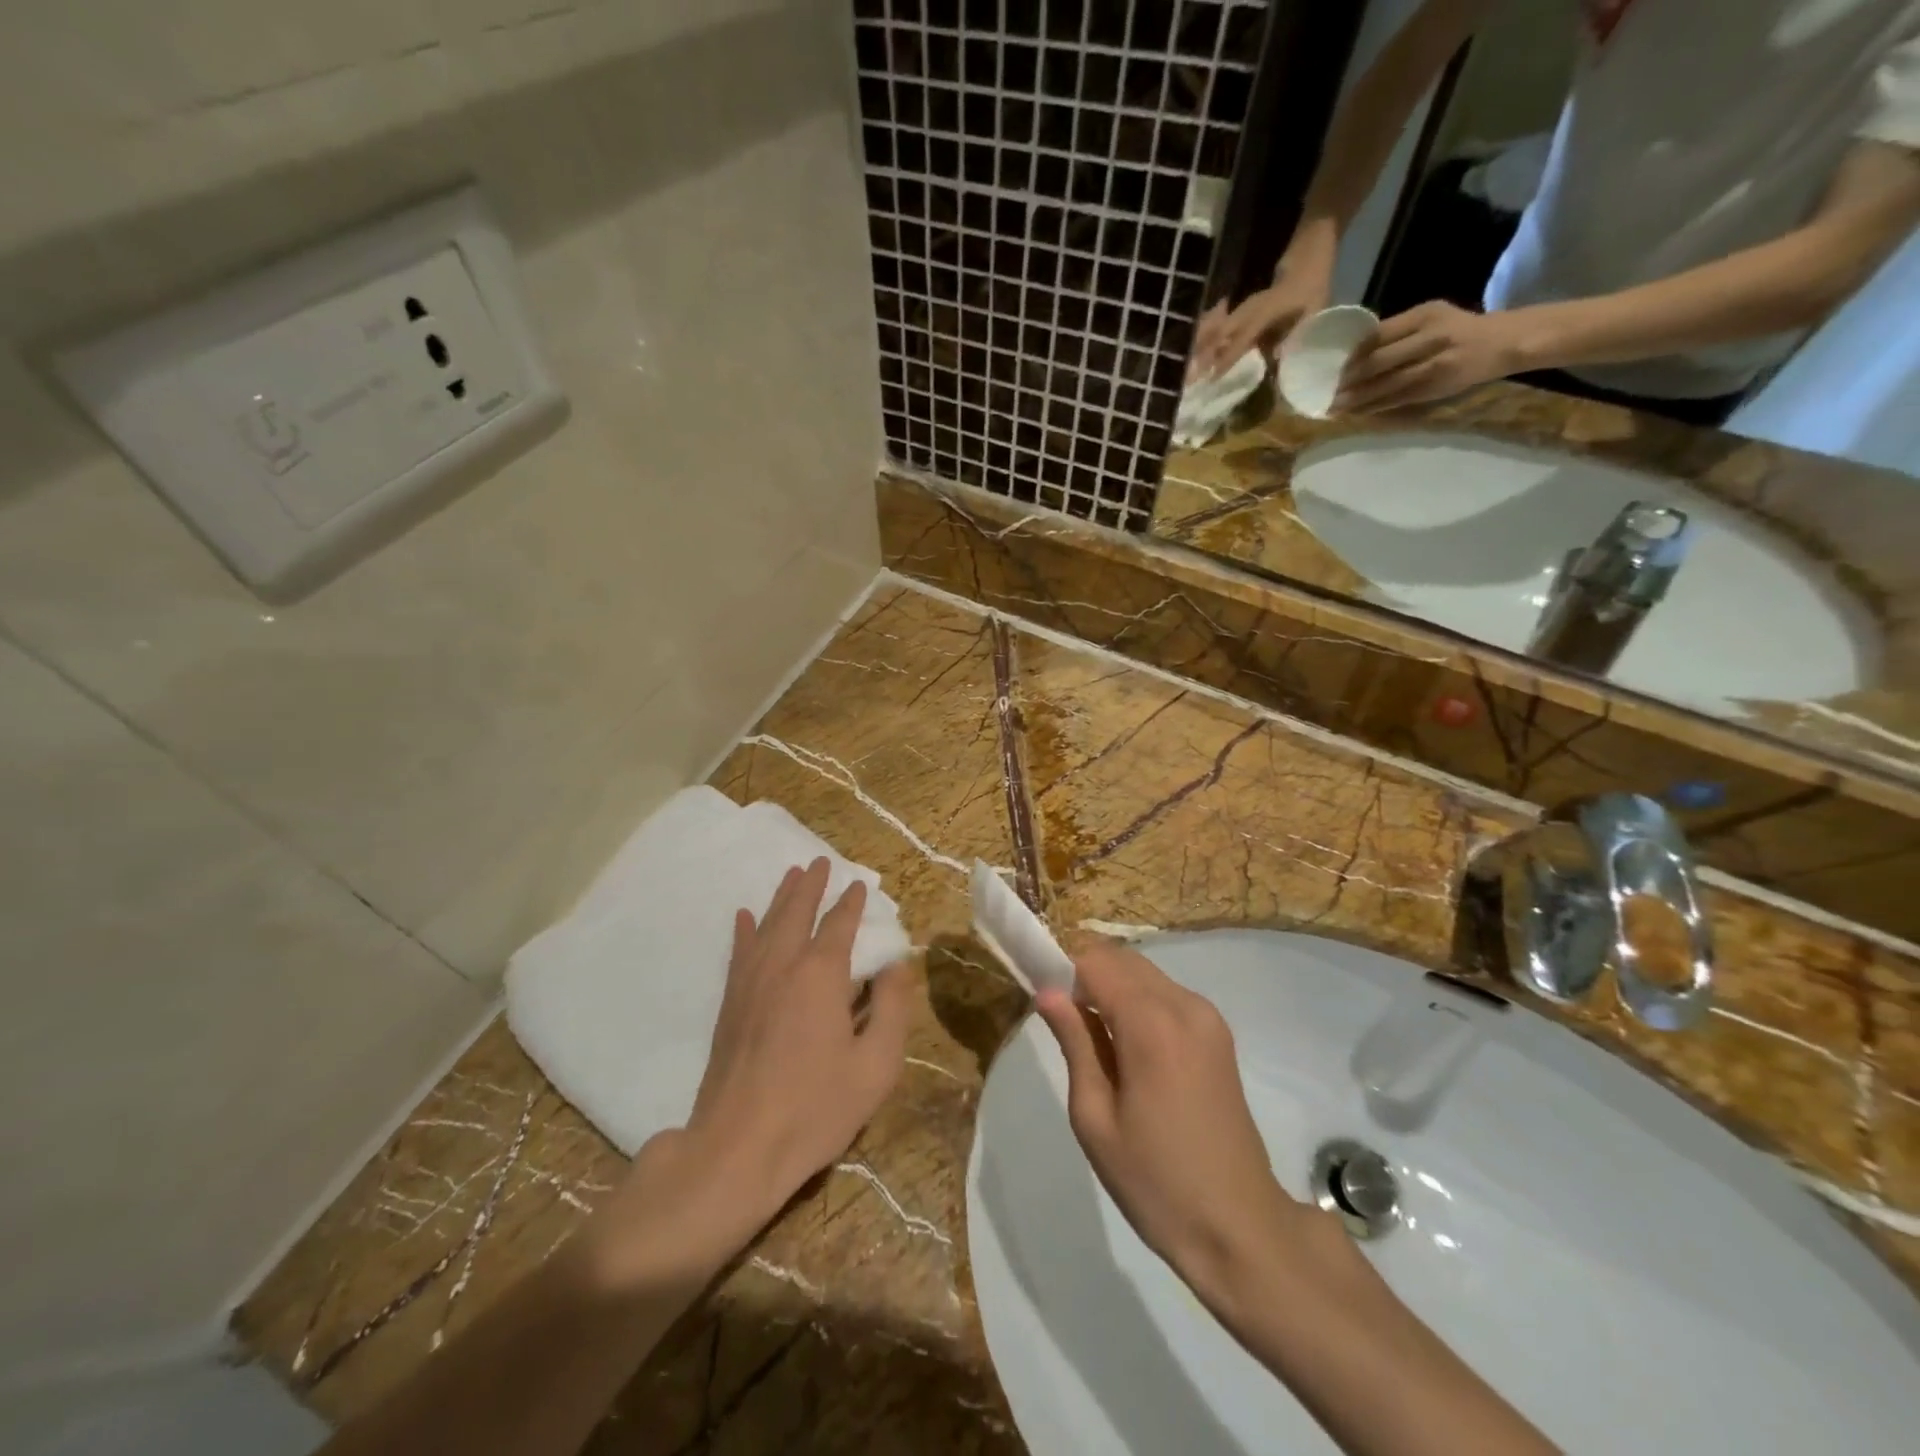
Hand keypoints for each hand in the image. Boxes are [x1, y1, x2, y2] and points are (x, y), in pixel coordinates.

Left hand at [586, 861, 912, 1286]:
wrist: (738, 1148)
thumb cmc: (816, 1108)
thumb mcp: (876, 1066)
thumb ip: (892, 1009)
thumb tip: (896, 966)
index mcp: (821, 975)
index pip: (839, 926)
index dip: (852, 904)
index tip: (860, 885)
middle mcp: (783, 966)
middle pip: (797, 913)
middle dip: (811, 886)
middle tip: (819, 861)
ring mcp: (750, 983)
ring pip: (767, 926)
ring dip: (781, 898)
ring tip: (791, 875)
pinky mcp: (730, 1005)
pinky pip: (739, 953)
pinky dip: (744, 931)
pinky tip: (745, 916)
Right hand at [1035, 940, 1301, 1306]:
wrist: (1240, 1228)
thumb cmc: (1155, 1181)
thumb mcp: (1095, 1118)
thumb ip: (1074, 1043)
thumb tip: (1047, 992)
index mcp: (1151, 1024)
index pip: (1094, 962)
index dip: (1062, 971)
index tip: (1043, 1000)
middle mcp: (1184, 1005)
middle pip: (1121, 959)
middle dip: (1086, 975)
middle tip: (1064, 1023)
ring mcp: (1207, 1017)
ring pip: (1144, 973)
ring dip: (1112, 986)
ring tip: (1094, 1038)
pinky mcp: (1218, 1033)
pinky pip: (1166, 994)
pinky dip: (1138, 1001)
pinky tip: (1128, 1046)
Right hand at [1189, 262, 1332, 381]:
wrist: (1309, 252)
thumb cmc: (1314, 284)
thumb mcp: (1313, 311)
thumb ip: (1294, 336)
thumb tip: (1275, 361)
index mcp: (1264, 313)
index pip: (1240, 340)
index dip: (1226, 360)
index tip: (1211, 379)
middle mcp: (1248, 310)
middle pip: (1219, 335)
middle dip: (1203, 356)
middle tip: (1188, 378)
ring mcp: (1243, 307)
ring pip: (1216, 329)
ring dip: (1201, 348)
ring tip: (1187, 366)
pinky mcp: (1242, 308)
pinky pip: (1220, 325)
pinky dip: (1207, 338)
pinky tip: (1196, 349)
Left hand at [1335, 301, 1531, 412]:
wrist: (1502, 343)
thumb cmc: (1457, 328)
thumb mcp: (1430, 315)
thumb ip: (1397, 329)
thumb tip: (1354, 349)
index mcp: (1424, 316)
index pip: (1378, 335)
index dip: (1351, 354)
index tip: (1329, 366)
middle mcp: (1428, 339)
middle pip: (1378, 362)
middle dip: (1347, 380)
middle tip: (1323, 391)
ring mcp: (1432, 366)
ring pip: (1384, 385)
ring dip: (1355, 399)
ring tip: (1331, 407)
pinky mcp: (1433, 388)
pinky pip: (1396, 400)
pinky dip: (1372, 408)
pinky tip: (1354, 413)